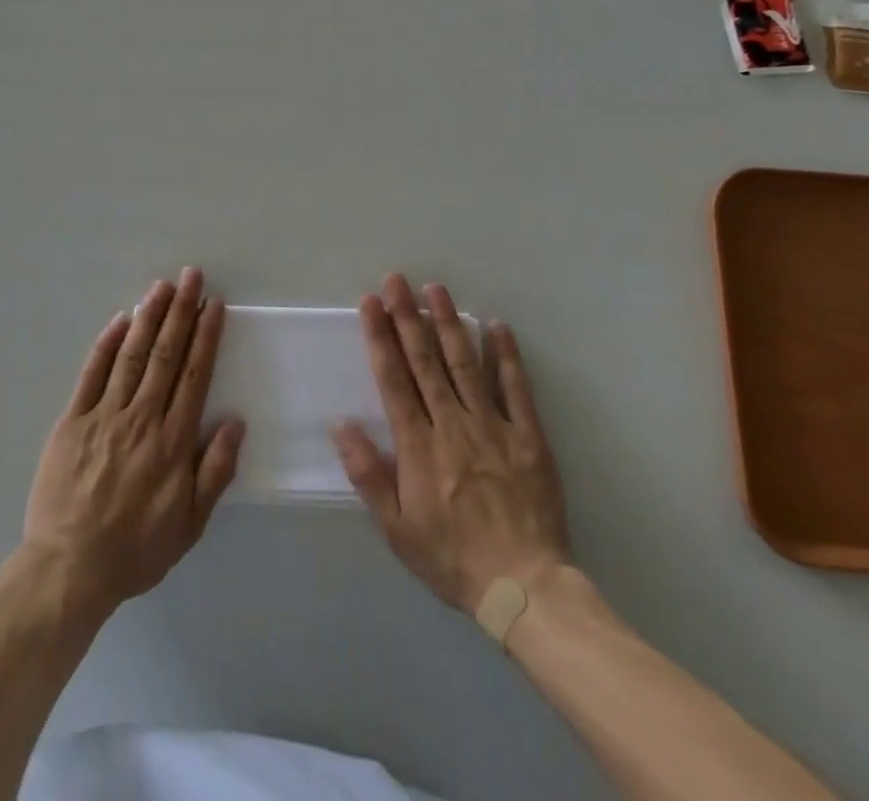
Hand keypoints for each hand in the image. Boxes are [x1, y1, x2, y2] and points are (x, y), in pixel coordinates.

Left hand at [24, 267, 244, 614]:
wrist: (69, 568)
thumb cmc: (135, 549)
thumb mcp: (189, 524)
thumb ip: (215, 471)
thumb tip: (235, 422)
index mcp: (172, 441)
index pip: (194, 375)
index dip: (205, 336)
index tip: (213, 305)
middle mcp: (141, 417)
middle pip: (166, 354)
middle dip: (181, 311)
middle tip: (191, 276)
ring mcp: (104, 415)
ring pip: (132, 355)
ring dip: (148, 317)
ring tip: (162, 286)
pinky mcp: (72, 420)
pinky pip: (92, 374)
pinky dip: (106, 344)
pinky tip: (119, 320)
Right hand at [332, 275, 570, 612]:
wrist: (525, 589)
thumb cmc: (452, 558)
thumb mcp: (396, 528)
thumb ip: (367, 474)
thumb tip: (340, 424)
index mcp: (418, 445)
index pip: (393, 378)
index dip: (380, 336)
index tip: (370, 302)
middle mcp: (452, 424)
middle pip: (425, 360)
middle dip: (407, 316)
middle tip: (397, 280)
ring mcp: (493, 426)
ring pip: (465, 364)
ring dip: (448, 323)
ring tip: (435, 289)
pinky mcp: (528, 436)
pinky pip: (516, 388)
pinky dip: (506, 355)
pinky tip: (496, 325)